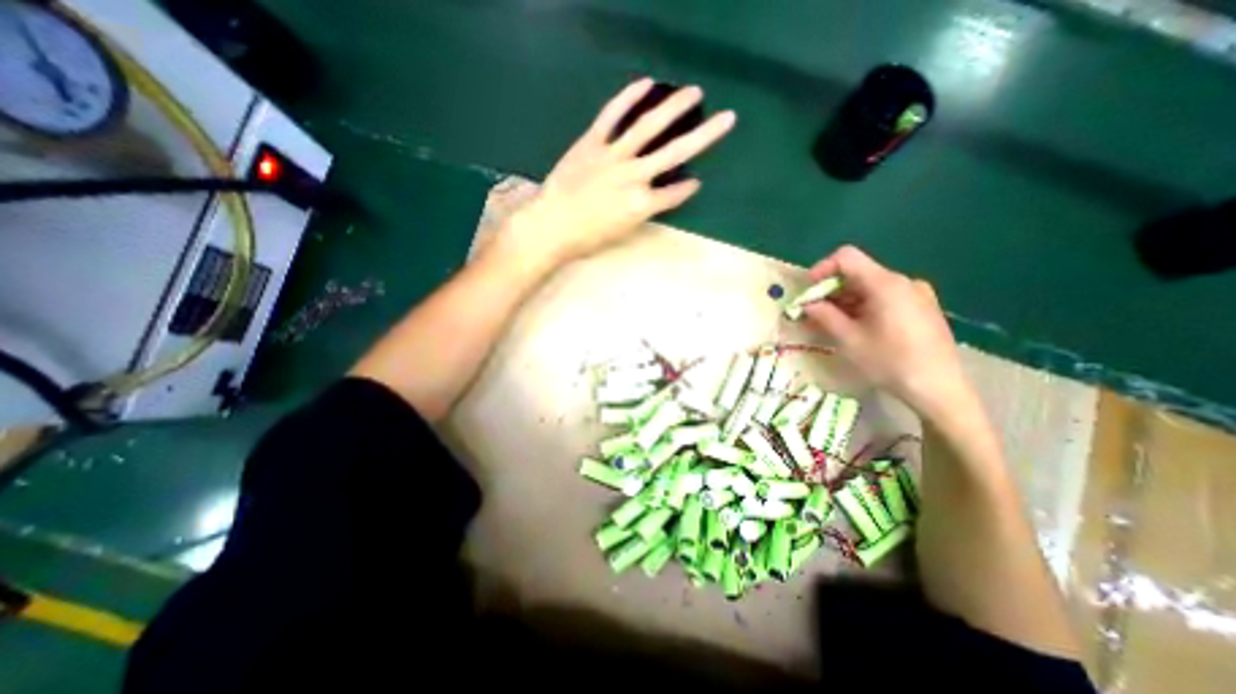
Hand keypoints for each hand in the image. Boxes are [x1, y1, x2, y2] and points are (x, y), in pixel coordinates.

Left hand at [502, 80, 730, 266]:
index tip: (695, 182)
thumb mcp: (621, 234)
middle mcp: (634, 176)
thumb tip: (655, 198)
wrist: (551, 226)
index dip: (688, 188)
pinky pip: (612, 115)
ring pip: (648, 127)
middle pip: (675, 153)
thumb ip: (642, 213)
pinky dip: (628, 98)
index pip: (675, 193)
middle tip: (727, 118)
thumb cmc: (586, 239)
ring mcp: (613, 156)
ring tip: (694, 93)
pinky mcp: (592, 142)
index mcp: (642, 205)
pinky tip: (646, 84)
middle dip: (705, 135)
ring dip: (674, 108)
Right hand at [802, 247, 974, 420]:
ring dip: (845, 300)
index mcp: (886, 284)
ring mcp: (916, 294)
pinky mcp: (922, 307)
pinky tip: (855, 326)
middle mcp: (903, 281)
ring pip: (870, 286)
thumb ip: (824, 316)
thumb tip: (808, 304)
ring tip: (829, 322)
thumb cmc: (889, 362)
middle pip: (858, 272)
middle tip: (812, 311)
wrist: (939, 388)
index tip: (807, 291)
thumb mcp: (849, 339)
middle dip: (830, 289)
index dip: (822, 269)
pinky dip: (863, 306)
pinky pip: (885, 297)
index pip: (847, 257)